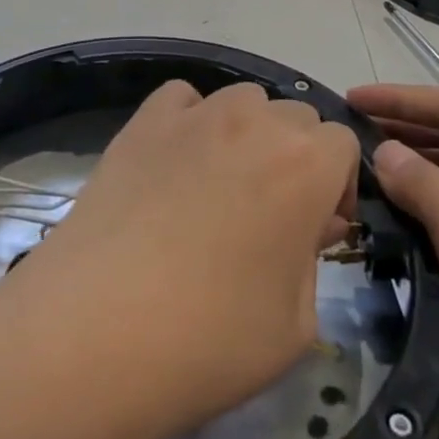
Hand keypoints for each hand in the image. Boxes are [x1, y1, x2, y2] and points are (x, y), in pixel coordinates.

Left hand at [13, 81, 359, 438]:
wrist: (95, 331)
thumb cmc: (210, 339)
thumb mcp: (295, 323)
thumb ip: (313, 259)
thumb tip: (307, 225)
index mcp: (307, 164)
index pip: (342, 144)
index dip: (336, 186)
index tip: (316, 230)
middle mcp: (255, 122)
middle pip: (294, 117)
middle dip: (296, 158)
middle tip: (270, 215)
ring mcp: (193, 116)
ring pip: (242, 102)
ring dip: (247, 134)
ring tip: (221, 187)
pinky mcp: (142, 122)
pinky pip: (183, 100)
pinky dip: (190, 120)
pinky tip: (175, 164)